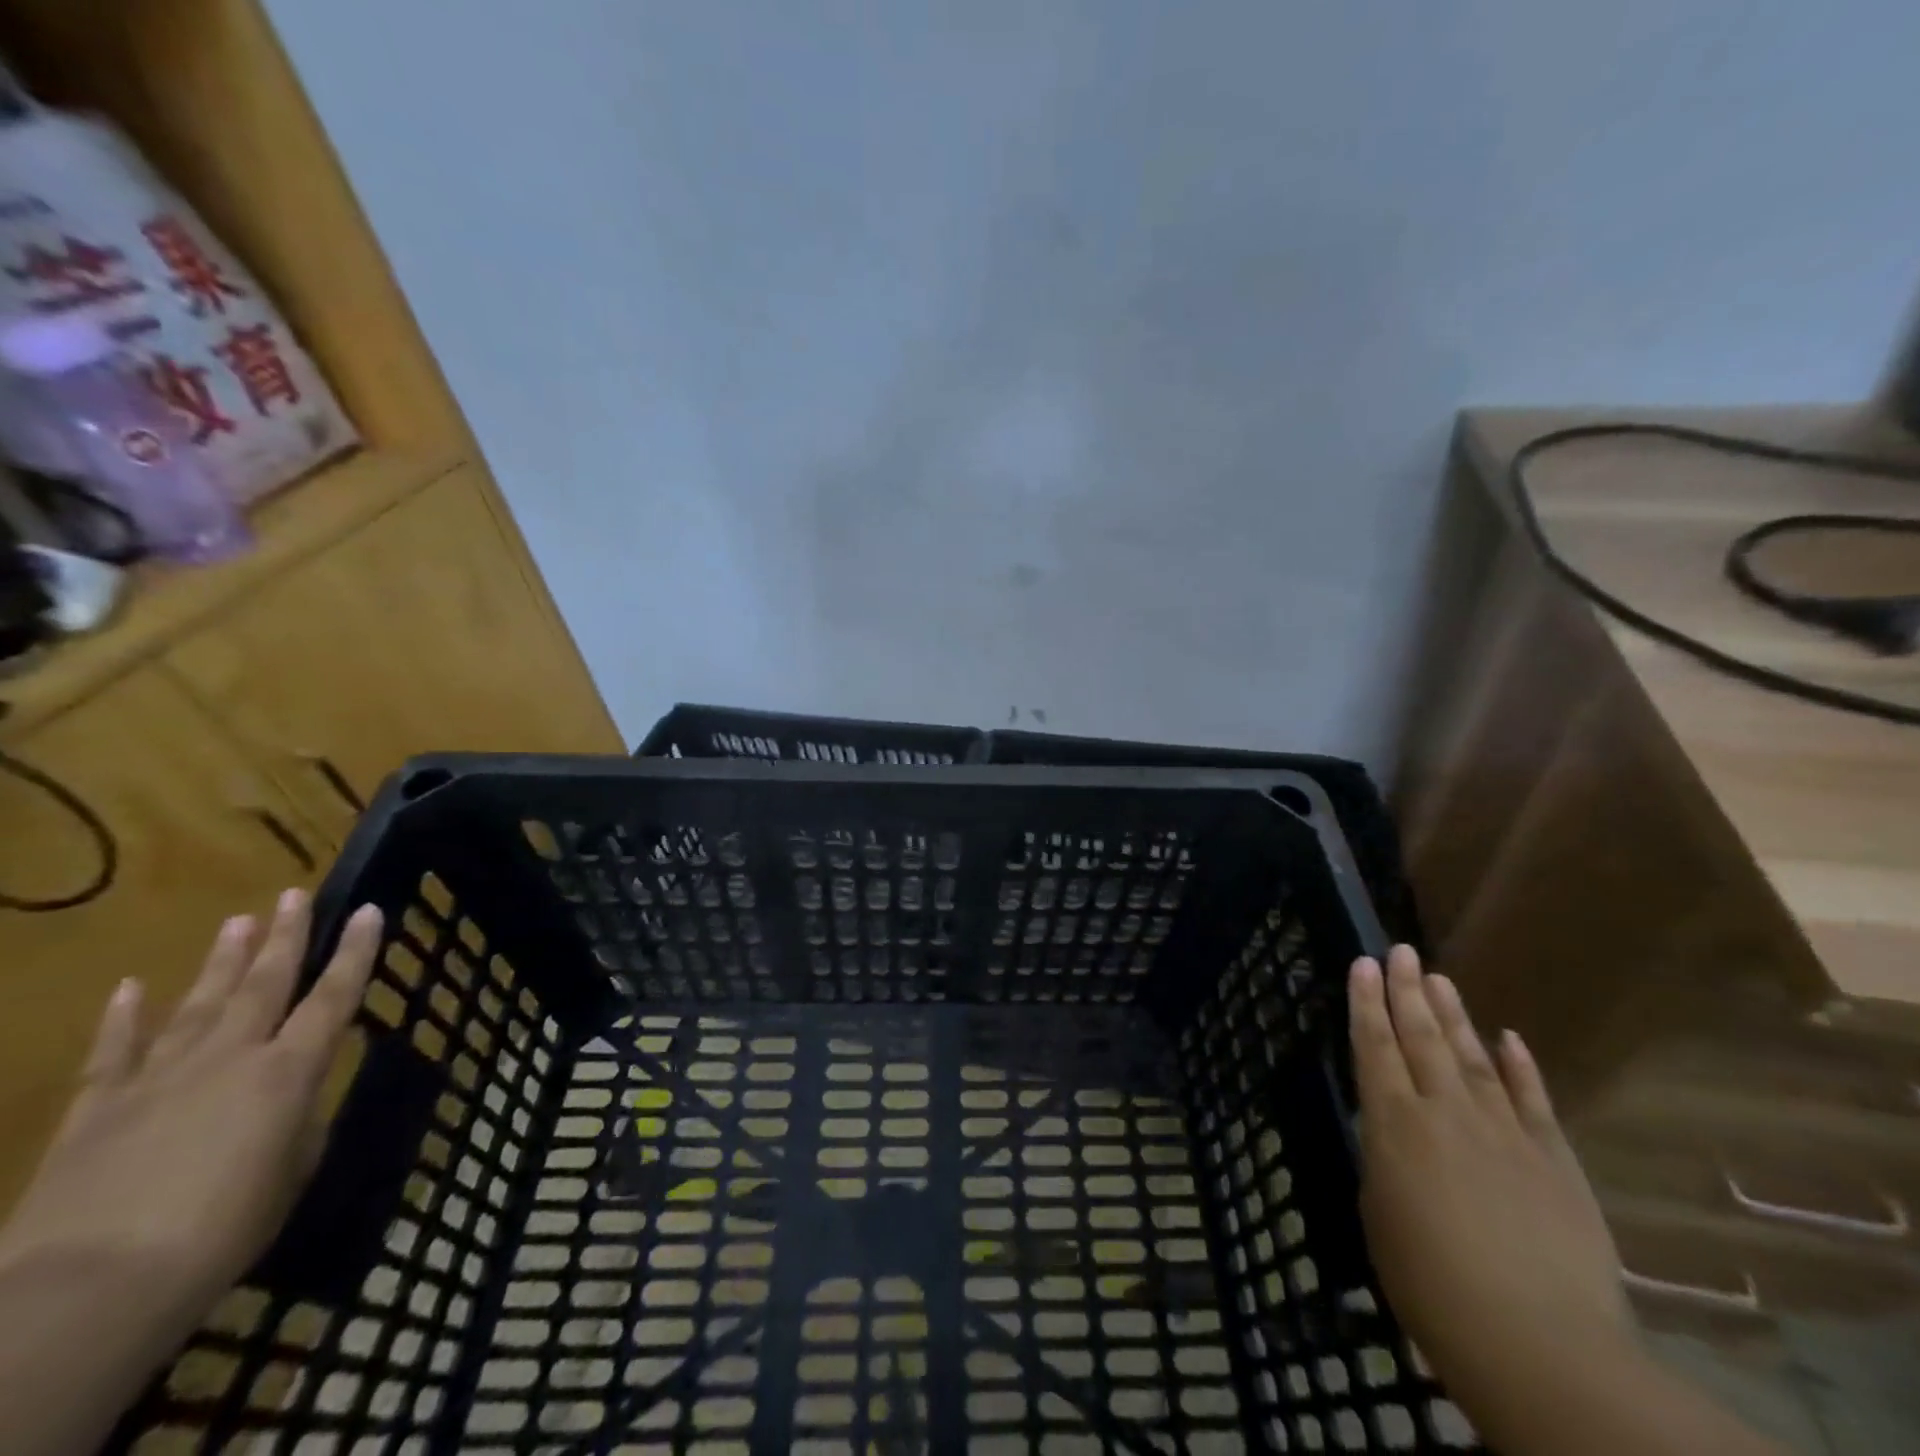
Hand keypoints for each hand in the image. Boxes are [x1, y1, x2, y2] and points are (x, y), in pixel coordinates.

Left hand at [1, 889, 382, 1329]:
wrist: (88, 1288)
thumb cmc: (221, 1231)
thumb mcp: (289, 1177)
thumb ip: (295, 1128)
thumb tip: (290, 1105)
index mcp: (288, 1072)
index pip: (334, 997)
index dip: (355, 952)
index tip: (368, 909)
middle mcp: (230, 1057)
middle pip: (264, 983)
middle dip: (285, 936)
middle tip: (294, 894)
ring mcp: (158, 1078)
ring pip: (199, 1003)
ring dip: (221, 961)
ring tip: (238, 920)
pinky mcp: (96, 1109)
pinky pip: (114, 1052)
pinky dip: (124, 1017)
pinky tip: (131, 987)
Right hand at [1349, 946, 1630, 1431]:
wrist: (1539, 1342)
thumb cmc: (1431, 1282)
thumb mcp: (1380, 1215)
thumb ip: (1386, 1163)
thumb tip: (1396, 1137)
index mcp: (1394, 1124)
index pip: (1374, 1046)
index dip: (1367, 1002)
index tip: (1364, 963)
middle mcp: (1446, 1112)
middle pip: (1422, 1037)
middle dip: (1408, 991)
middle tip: (1401, 951)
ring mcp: (1505, 1131)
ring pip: (1472, 1057)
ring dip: (1454, 1014)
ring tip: (1439, 978)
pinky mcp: (1554, 1159)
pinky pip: (1533, 1099)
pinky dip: (1520, 1066)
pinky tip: (1510, 1038)